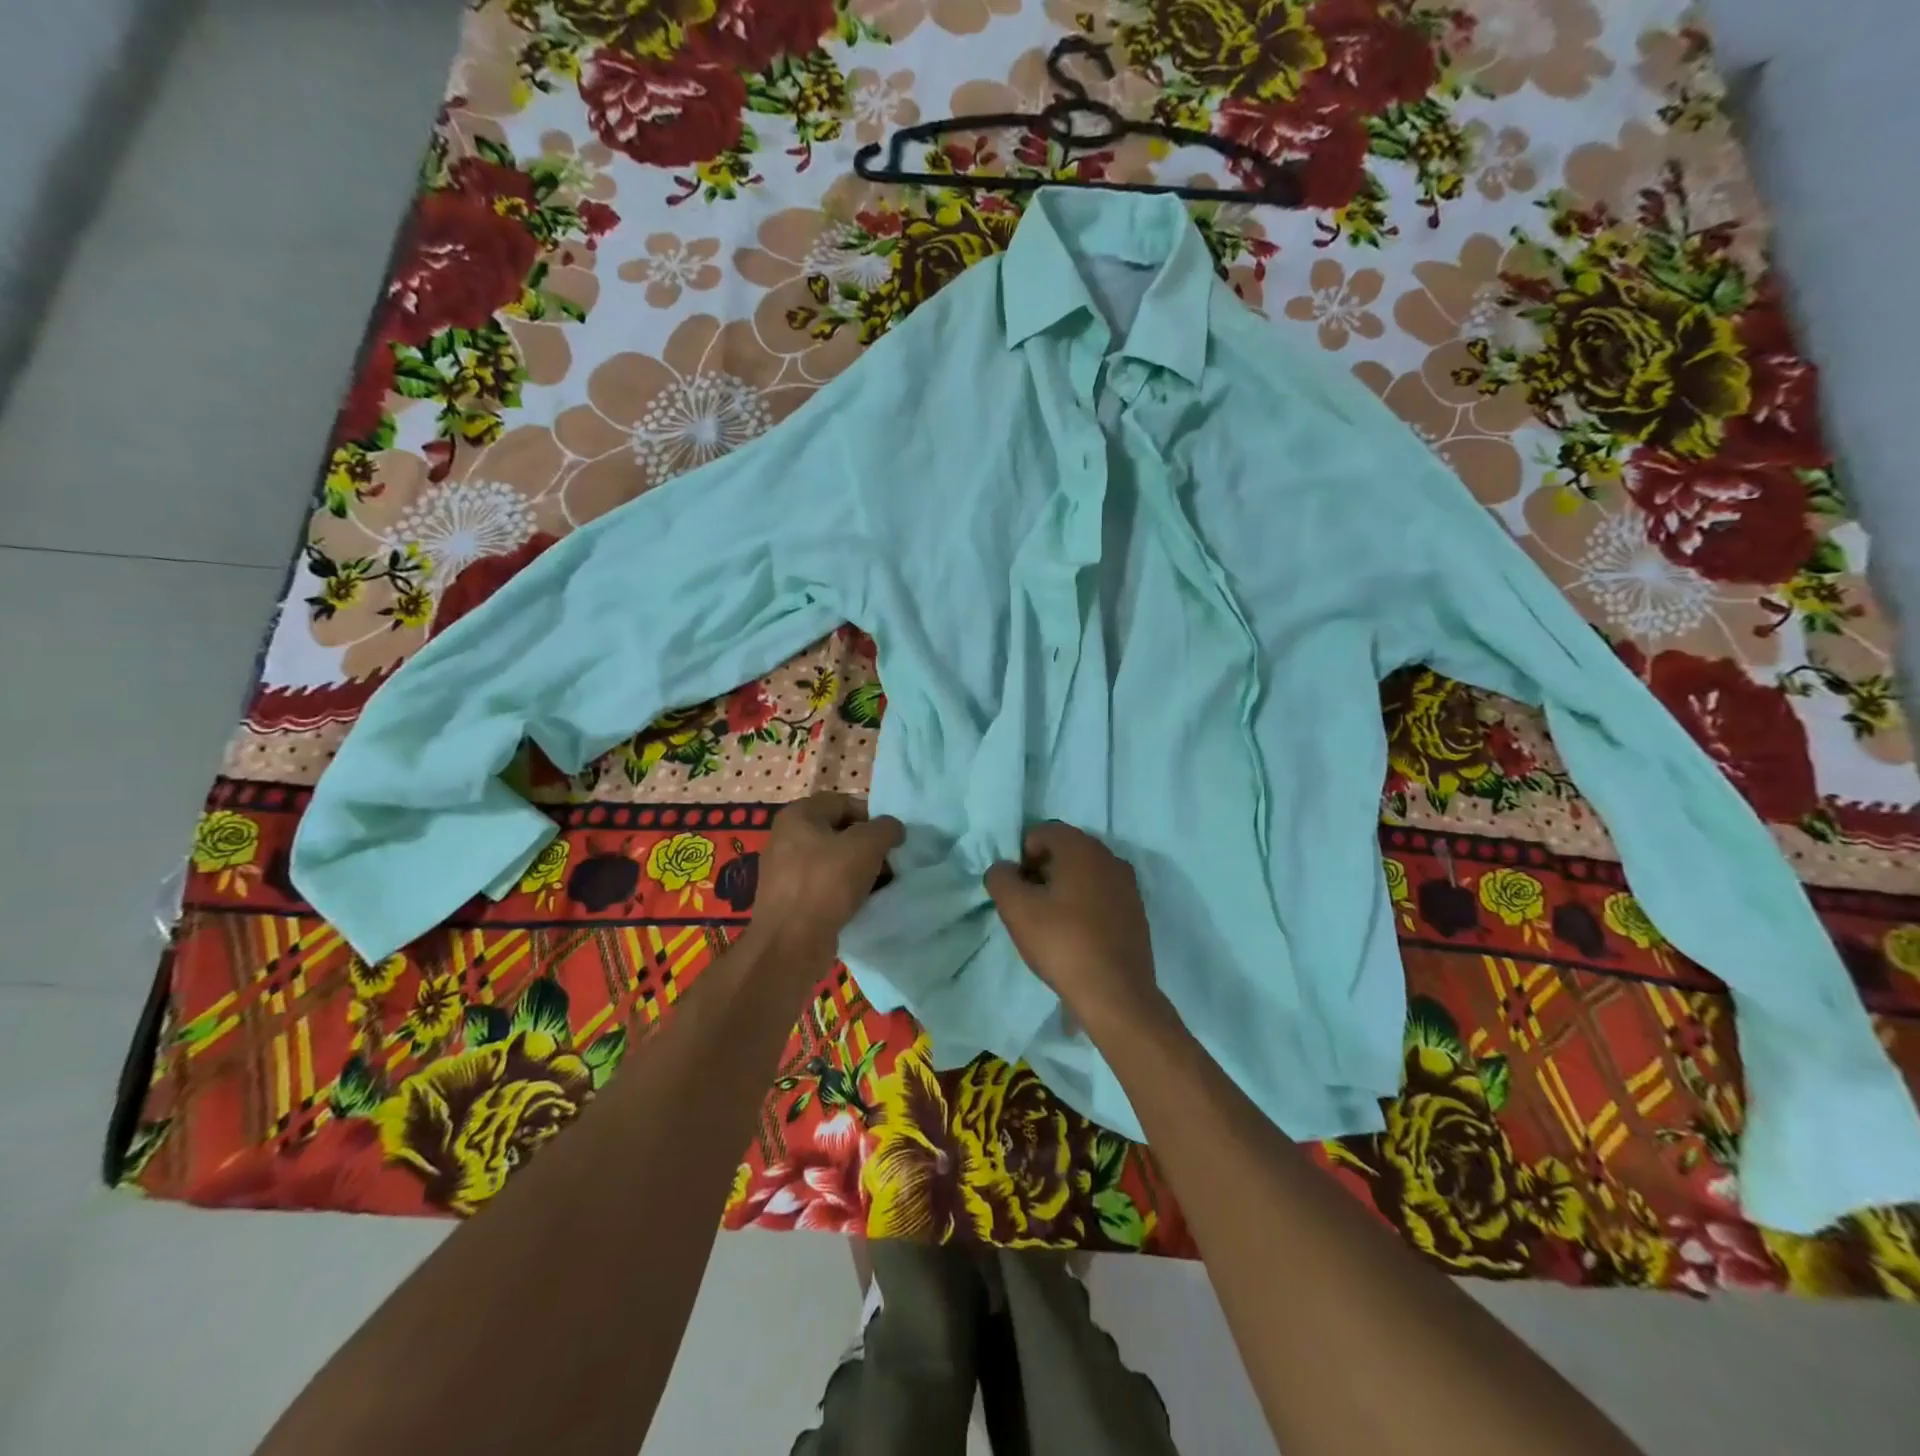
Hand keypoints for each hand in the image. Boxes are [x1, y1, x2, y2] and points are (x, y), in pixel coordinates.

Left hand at [747, 793, 902, 969]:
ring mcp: (785, 870)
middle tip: (890, 862)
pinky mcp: (790, 899)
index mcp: (798, 815)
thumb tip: (893, 829)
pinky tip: (862, 903)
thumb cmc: (826, 883)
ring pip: (833, 861)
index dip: (872, 816)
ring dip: (859, 870)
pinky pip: (825, 886)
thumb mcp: (866, 846)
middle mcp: (787, 838)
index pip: (843, 802)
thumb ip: (885, 829)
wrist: (790, 944)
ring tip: (881, 885)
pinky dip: (844, 891)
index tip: (892, 838)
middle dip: (868, 846)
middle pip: (839, 832)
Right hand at [984, 822, 1163, 1032]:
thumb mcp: (1016, 909)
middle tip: (1029, 905)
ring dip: (1064, 888)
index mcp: (1082, 848)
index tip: (1017, 889)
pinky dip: (1085, 905)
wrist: (1116, 994)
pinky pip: (1102, 895)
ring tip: (1051, 923)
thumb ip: (1000, 878)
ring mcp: (1127, 884)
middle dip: (1042, 870)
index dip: (1022, 856)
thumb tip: (1004, 869)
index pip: (1042, 832)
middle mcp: (1109, 857)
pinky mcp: (1136, 911)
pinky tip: (1076, 935)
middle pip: (1066, 850)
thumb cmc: (1062, 943)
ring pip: (1085, 873)